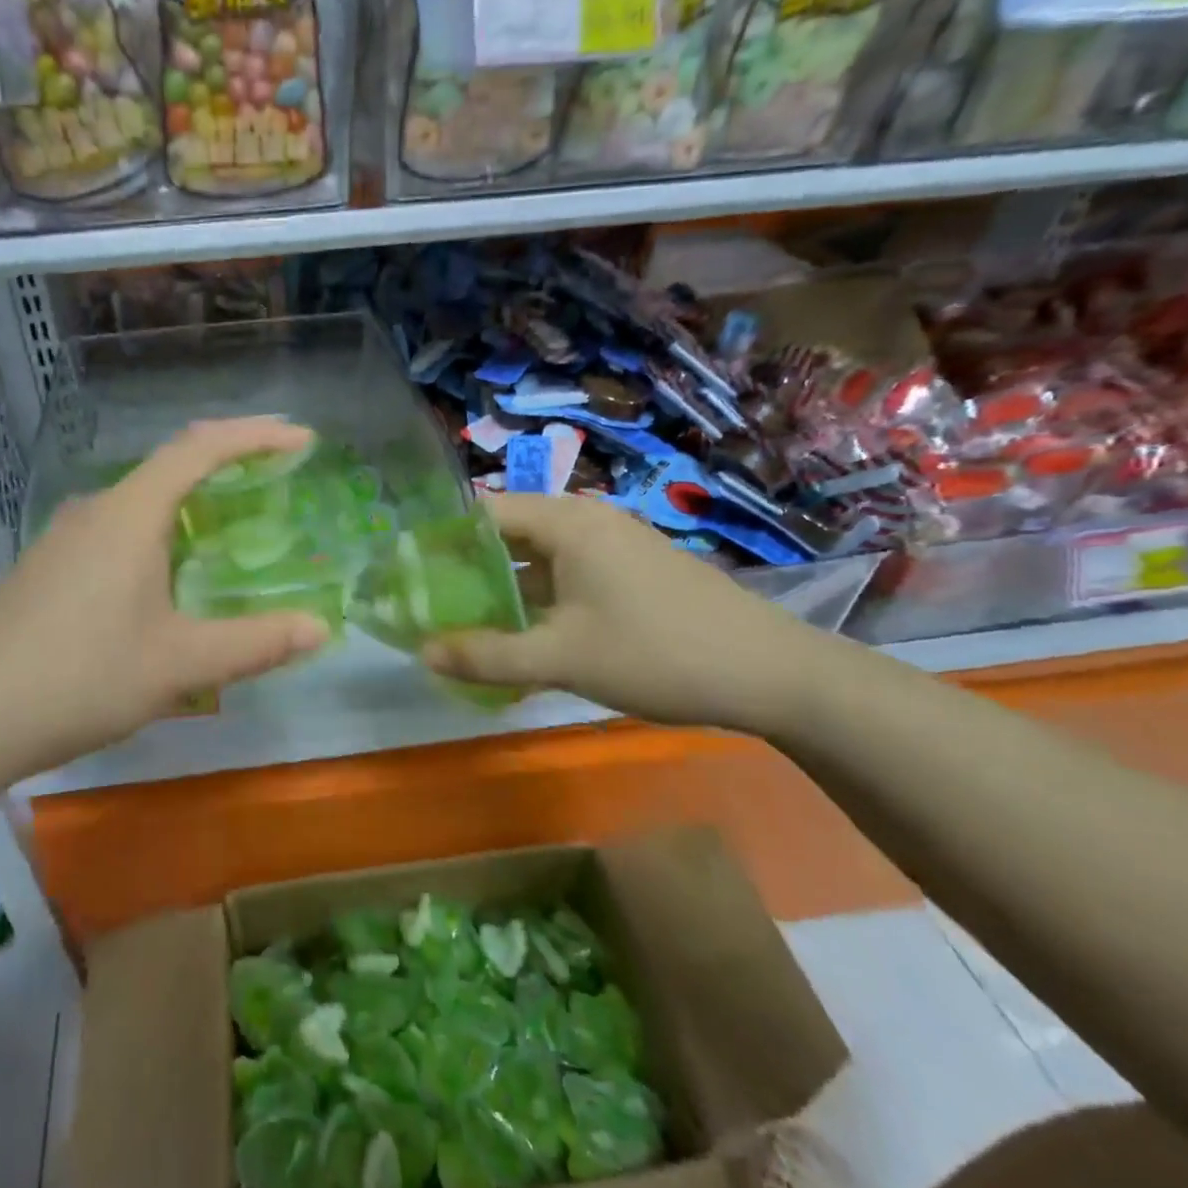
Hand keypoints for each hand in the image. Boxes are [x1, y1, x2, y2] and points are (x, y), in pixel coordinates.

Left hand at [0, 417, 330, 778]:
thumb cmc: (79, 677)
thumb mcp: (179, 663)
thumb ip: (255, 643)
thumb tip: (320, 629)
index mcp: (130, 514)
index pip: (200, 447)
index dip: (254, 436)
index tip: (301, 438)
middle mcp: (95, 511)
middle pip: (170, 466)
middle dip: (227, 463)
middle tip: (275, 477)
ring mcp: (63, 540)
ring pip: (140, 503)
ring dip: (189, 503)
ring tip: (228, 528)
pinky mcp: (46, 569)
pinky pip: (116, 533)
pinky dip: (158, 535)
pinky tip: (164, 580)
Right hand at [421, 494, 849, 736]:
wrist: (774, 674)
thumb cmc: (657, 653)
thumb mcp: (562, 658)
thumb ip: (487, 655)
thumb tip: (422, 652)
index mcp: (566, 521)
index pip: (483, 513)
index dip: (443, 543)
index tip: (413, 578)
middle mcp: (587, 520)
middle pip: (509, 534)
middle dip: (469, 571)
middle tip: (435, 608)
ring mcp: (615, 544)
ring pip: (540, 558)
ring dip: (505, 589)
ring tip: (472, 626)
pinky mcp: (634, 571)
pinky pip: (569, 575)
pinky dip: (540, 600)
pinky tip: (529, 638)